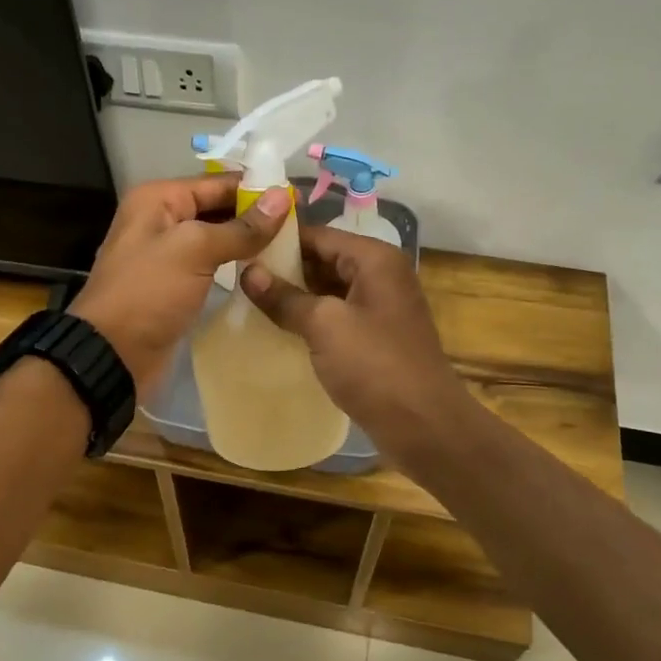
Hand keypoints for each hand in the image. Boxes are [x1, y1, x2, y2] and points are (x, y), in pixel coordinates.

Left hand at [69, 174, 291, 394]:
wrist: (112, 354)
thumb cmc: (148, 293)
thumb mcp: (194, 251)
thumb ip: (240, 227)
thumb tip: (282, 198)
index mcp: (158, 199)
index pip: (218, 183)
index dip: (257, 190)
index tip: (299, 201)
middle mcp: (161, 220)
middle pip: (218, 209)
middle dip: (256, 217)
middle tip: (301, 229)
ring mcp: (168, 255)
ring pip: (217, 239)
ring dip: (249, 244)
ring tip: (292, 250)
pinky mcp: (175, 286)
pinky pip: (211, 266)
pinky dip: (235, 267)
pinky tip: (265, 274)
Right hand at [240, 226, 471, 458]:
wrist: (423, 425)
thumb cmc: (375, 366)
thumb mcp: (325, 326)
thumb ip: (285, 297)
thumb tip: (248, 273)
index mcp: (375, 260)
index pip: (319, 235)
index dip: (279, 239)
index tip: (240, 247)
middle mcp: (381, 276)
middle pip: (325, 259)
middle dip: (284, 268)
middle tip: (238, 276)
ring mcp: (380, 308)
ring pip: (329, 290)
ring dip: (295, 295)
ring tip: (249, 300)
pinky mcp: (376, 338)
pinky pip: (337, 317)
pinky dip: (310, 319)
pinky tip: (278, 328)